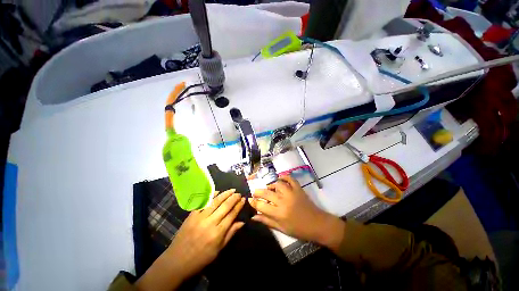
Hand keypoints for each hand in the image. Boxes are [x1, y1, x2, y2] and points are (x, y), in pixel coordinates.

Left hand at [136, 189, 245, 290]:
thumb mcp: (218, 250)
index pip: (232, 215)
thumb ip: (230, 234)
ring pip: (215, 202)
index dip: (238, 206)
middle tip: (239, 193)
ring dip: (225, 194)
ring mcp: (200, 217)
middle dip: (233, 198)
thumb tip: (242, 222)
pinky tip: (218, 192)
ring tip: (232, 190)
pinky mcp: (192, 215)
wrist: (177, 261)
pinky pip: (203, 202)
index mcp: (218, 233)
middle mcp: (210, 222)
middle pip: (225, 206)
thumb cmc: (201, 258)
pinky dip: (211, 196)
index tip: (243, 199)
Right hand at [248, 175, 343, 250]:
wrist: (318, 225)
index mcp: (279, 213)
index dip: (253, 202)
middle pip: (266, 193)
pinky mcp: (298, 189)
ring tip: (269, 188)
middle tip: (255, 192)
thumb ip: (267, 221)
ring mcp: (291, 193)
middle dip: (257, 192)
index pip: (261, 206)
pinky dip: (284, 176)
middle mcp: (283, 201)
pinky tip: (280, 178)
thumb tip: (253, 216)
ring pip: (277, 184)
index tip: (249, 199)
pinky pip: (290, 179)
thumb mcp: (282, 229)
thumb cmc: (299, 230)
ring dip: (271, 185)